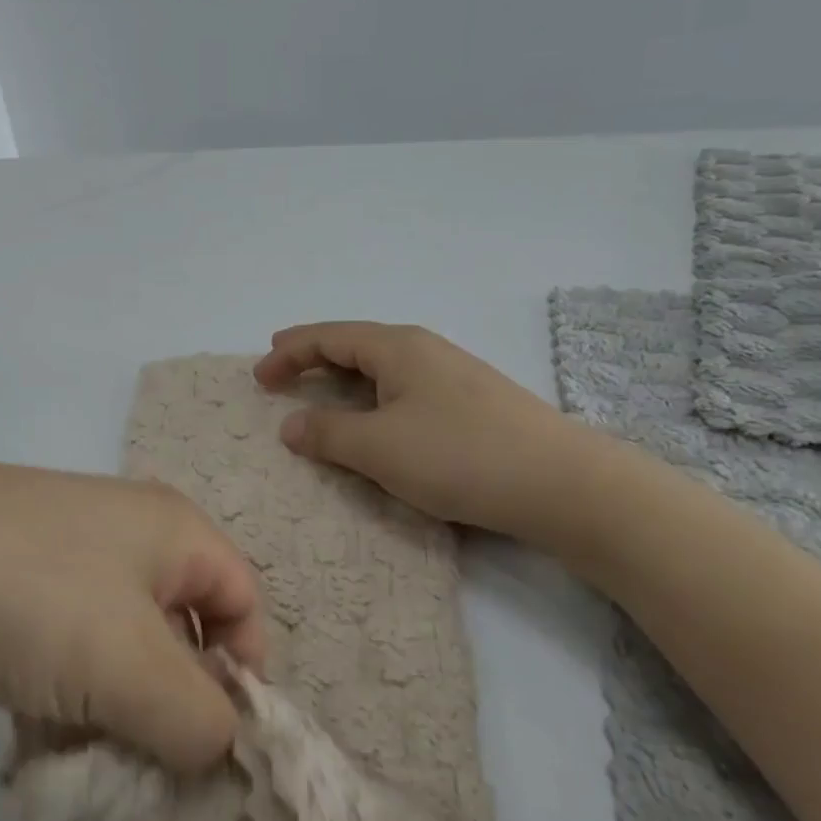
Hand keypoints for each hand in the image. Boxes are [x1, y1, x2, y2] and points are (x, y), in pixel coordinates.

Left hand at [0, 461, 265, 771]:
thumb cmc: (38, 601)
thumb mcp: (134, 669)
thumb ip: (200, 721)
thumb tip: (218, 745)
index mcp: (171, 526)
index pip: (244, 600)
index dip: (242, 673)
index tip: (206, 741)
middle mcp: (124, 522)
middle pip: (176, 625)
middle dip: (164, 700)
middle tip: (132, 754)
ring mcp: (60, 538)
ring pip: (113, 638)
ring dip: (106, 701)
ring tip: (66, 743)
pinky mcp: (7, 561)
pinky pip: (60, 630)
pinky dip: (56, 680)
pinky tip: (21, 712)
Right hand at [254, 321, 601, 544]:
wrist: (562, 484)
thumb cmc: (459, 456)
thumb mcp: (379, 447)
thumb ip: (327, 433)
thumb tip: (290, 424)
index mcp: (396, 347)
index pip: (327, 337)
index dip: (288, 352)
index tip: (258, 377)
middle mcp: (422, 349)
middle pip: (353, 344)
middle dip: (312, 356)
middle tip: (280, 369)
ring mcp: (451, 374)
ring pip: (380, 367)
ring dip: (342, 378)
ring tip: (319, 392)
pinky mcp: (470, 403)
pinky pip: (402, 388)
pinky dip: (371, 397)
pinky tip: (375, 418)